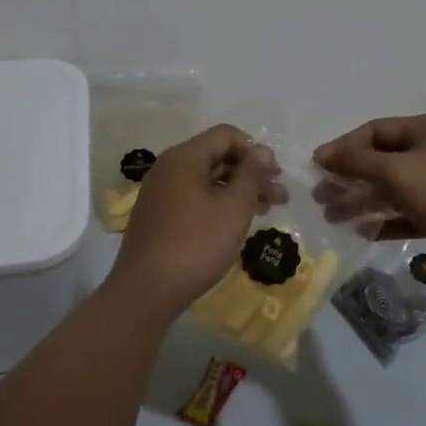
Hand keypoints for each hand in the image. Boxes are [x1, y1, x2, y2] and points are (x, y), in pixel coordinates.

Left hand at [109, 125, 283, 315]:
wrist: (146, 290)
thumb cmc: (196, 244)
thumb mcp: (234, 207)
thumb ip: (251, 174)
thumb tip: (262, 151)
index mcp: (185, 157)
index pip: (226, 135)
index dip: (256, 150)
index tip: (275, 176)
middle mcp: (168, 168)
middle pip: (217, 156)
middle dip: (251, 173)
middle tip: (278, 197)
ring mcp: (160, 193)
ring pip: (207, 180)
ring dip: (238, 191)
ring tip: (265, 211)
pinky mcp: (158, 216)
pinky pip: (194, 198)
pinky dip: (218, 204)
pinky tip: (235, 224)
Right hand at [314, 114, 425, 273]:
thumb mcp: (397, 172)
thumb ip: (358, 162)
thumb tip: (323, 154)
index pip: (375, 131)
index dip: (344, 147)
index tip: (318, 166)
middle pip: (381, 160)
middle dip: (349, 178)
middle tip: (322, 196)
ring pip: (391, 188)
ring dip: (362, 201)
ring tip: (333, 217)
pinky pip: (406, 211)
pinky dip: (384, 219)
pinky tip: (363, 232)